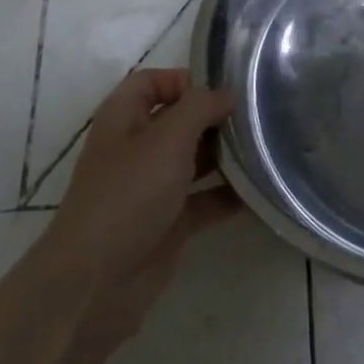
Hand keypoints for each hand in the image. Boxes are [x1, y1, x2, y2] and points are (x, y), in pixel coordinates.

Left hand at [47, 69, 238, 340]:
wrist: (96, 283)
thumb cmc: (128, 195)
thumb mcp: (166, 139)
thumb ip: (200, 108)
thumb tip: (226, 93)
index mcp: (124, 119)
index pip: (152, 82)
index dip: (184, 80)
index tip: (223, 91)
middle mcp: (137, 148)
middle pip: (179, 120)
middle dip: (215, 117)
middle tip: (258, 117)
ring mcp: (152, 188)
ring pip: (194, 160)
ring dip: (226, 155)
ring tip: (266, 148)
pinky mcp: (169, 223)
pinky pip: (204, 200)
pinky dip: (228, 195)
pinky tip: (260, 190)